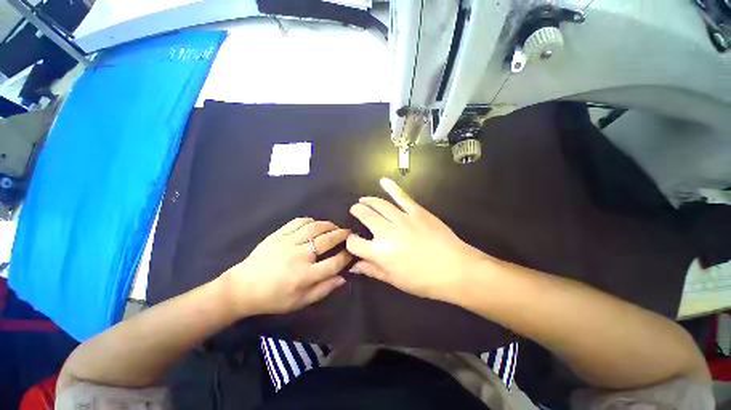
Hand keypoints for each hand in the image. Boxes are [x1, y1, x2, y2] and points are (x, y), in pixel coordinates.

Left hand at [222, 218, 351, 315]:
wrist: (243, 288)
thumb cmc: (273, 298)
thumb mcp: (300, 301)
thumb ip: (323, 289)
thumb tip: (343, 278)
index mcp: (305, 276)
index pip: (334, 263)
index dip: (346, 256)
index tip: (352, 252)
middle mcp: (299, 256)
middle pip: (327, 241)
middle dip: (341, 235)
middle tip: (348, 233)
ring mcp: (287, 243)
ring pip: (314, 228)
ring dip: (328, 225)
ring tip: (335, 226)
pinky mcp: (277, 235)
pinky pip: (297, 222)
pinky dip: (309, 220)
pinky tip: (315, 223)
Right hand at [347, 177, 487, 301]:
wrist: (456, 270)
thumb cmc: (424, 280)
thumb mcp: (395, 280)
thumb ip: (373, 270)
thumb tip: (355, 266)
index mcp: (380, 253)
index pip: (355, 243)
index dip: (351, 242)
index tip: (353, 242)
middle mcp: (387, 232)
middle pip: (365, 216)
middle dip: (357, 212)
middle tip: (355, 210)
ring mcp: (403, 219)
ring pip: (380, 204)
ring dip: (368, 200)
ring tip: (363, 200)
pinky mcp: (417, 211)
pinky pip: (402, 196)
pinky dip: (391, 187)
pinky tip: (383, 180)